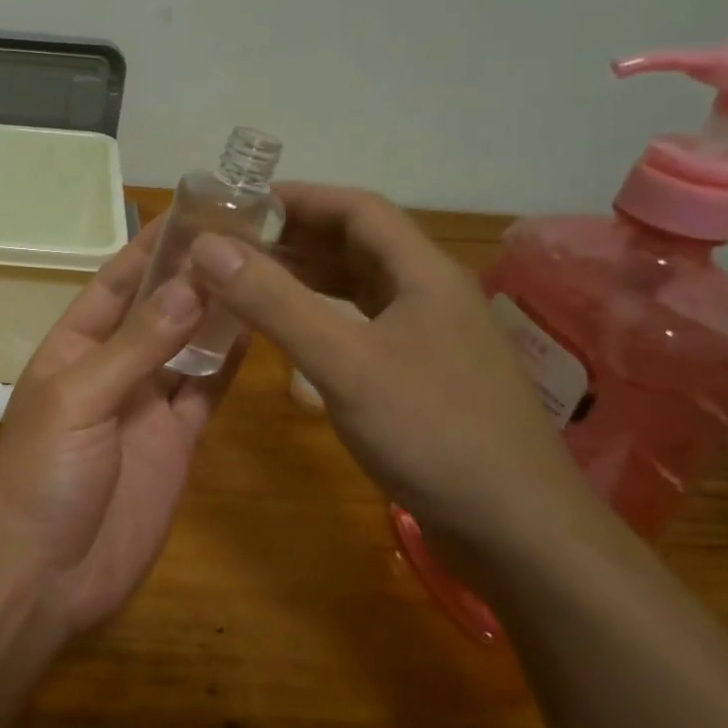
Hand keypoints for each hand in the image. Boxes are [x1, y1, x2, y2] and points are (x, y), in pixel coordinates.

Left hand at [0, 223, 242, 636]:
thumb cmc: (44, 475)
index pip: (115, 282)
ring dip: (217, 311)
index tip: (193, 210)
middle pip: (158, 308)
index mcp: (74, 347)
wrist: (47, 574)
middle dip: (192, 272)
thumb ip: (135, 345)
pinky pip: (206, 391)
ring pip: (188, 345)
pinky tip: (260, 329)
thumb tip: (190, 284)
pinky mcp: (178, 440)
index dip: (149, 247)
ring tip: (262, 269)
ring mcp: (148, 404)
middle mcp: (113, 367)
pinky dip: (228, 363)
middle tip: (246, 232)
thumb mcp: (80, 399)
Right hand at [186, 184, 601, 573]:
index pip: (357, 208)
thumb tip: (208, 247)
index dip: (298, 197)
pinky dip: (324, 317)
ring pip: (361, 286)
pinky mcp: (424, 375)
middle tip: (233, 244)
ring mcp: (431, 336)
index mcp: (423, 273)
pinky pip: (364, 325)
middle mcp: (431, 294)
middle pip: (358, 244)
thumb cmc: (431, 432)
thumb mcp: (343, 362)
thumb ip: (274, 302)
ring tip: (251, 280)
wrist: (518, 530)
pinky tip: (293, 334)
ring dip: (308, 277)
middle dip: (296, 236)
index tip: (240, 203)